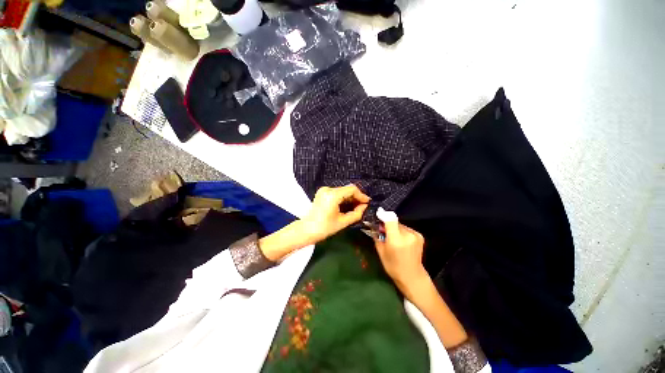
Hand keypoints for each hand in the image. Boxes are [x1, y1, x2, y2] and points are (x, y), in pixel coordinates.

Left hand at [302, 185, 369, 244]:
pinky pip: (337, 193)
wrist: (306, 230)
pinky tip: (348, 206)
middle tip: (363, 206)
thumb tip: (364, 207)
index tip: (367, 202)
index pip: (351, 189)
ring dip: (350, 198)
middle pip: (347, 189)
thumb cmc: (324, 228)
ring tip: (357, 207)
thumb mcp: (342, 222)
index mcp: (332, 195)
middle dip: (356, 197)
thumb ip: (356, 213)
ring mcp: (324, 190)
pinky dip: (344, 198)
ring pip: (342, 191)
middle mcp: (328, 189)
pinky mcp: (322, 193)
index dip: (361, 195)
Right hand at [373, 217, 427, 296]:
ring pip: (400, 225)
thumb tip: (374, 225)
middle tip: (384, 231)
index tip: (378, 215)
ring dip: (395, 228)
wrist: (412, 276)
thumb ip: (377, 236)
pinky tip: (402, 240)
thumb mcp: (380, 251)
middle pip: (395, 222)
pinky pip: (406, 229)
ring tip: (393, 238)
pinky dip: (402, 232)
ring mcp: (415, 235)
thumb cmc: (392, 266)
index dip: (383, 215)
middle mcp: (407, 235)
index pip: (390, 219)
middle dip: (388, 225)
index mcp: (396, 239)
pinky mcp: (419, 236)